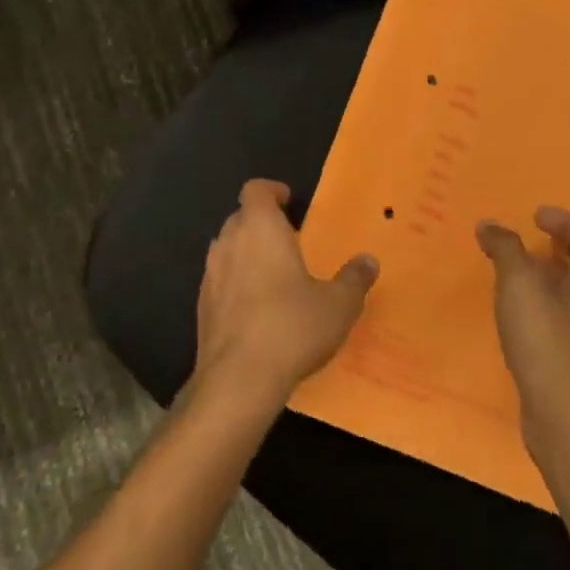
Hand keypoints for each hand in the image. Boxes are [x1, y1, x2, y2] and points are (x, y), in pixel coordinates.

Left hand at [192, 179, 378, 409]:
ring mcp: (210, 274)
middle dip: (261, 223)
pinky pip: (219, 280)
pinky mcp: (201, 306)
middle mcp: (229, 242)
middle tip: (289, 241)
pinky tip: (256, 309)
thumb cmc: (292, 327)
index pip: (255, 190)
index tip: (289, 201)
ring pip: (227, 248)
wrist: (238, 380)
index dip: (271, 191)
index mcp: (260, 228)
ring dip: (246, 253)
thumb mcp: (338, 305)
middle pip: (240, 217)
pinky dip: (235, 283)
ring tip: (274, 274)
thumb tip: (368, 261)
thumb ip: (354, 279)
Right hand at [477, 207, 569, 442]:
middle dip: (560, 248)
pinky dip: (547, 305)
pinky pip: (567, 319)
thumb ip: (505, 248)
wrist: (566, 415)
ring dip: (552, 277)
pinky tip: (521, 314)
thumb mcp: (518, 283)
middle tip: (530, 239)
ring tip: (519, 274)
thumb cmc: (546, 337)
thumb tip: (489, 224)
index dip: (565, 222)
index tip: (536, 215)